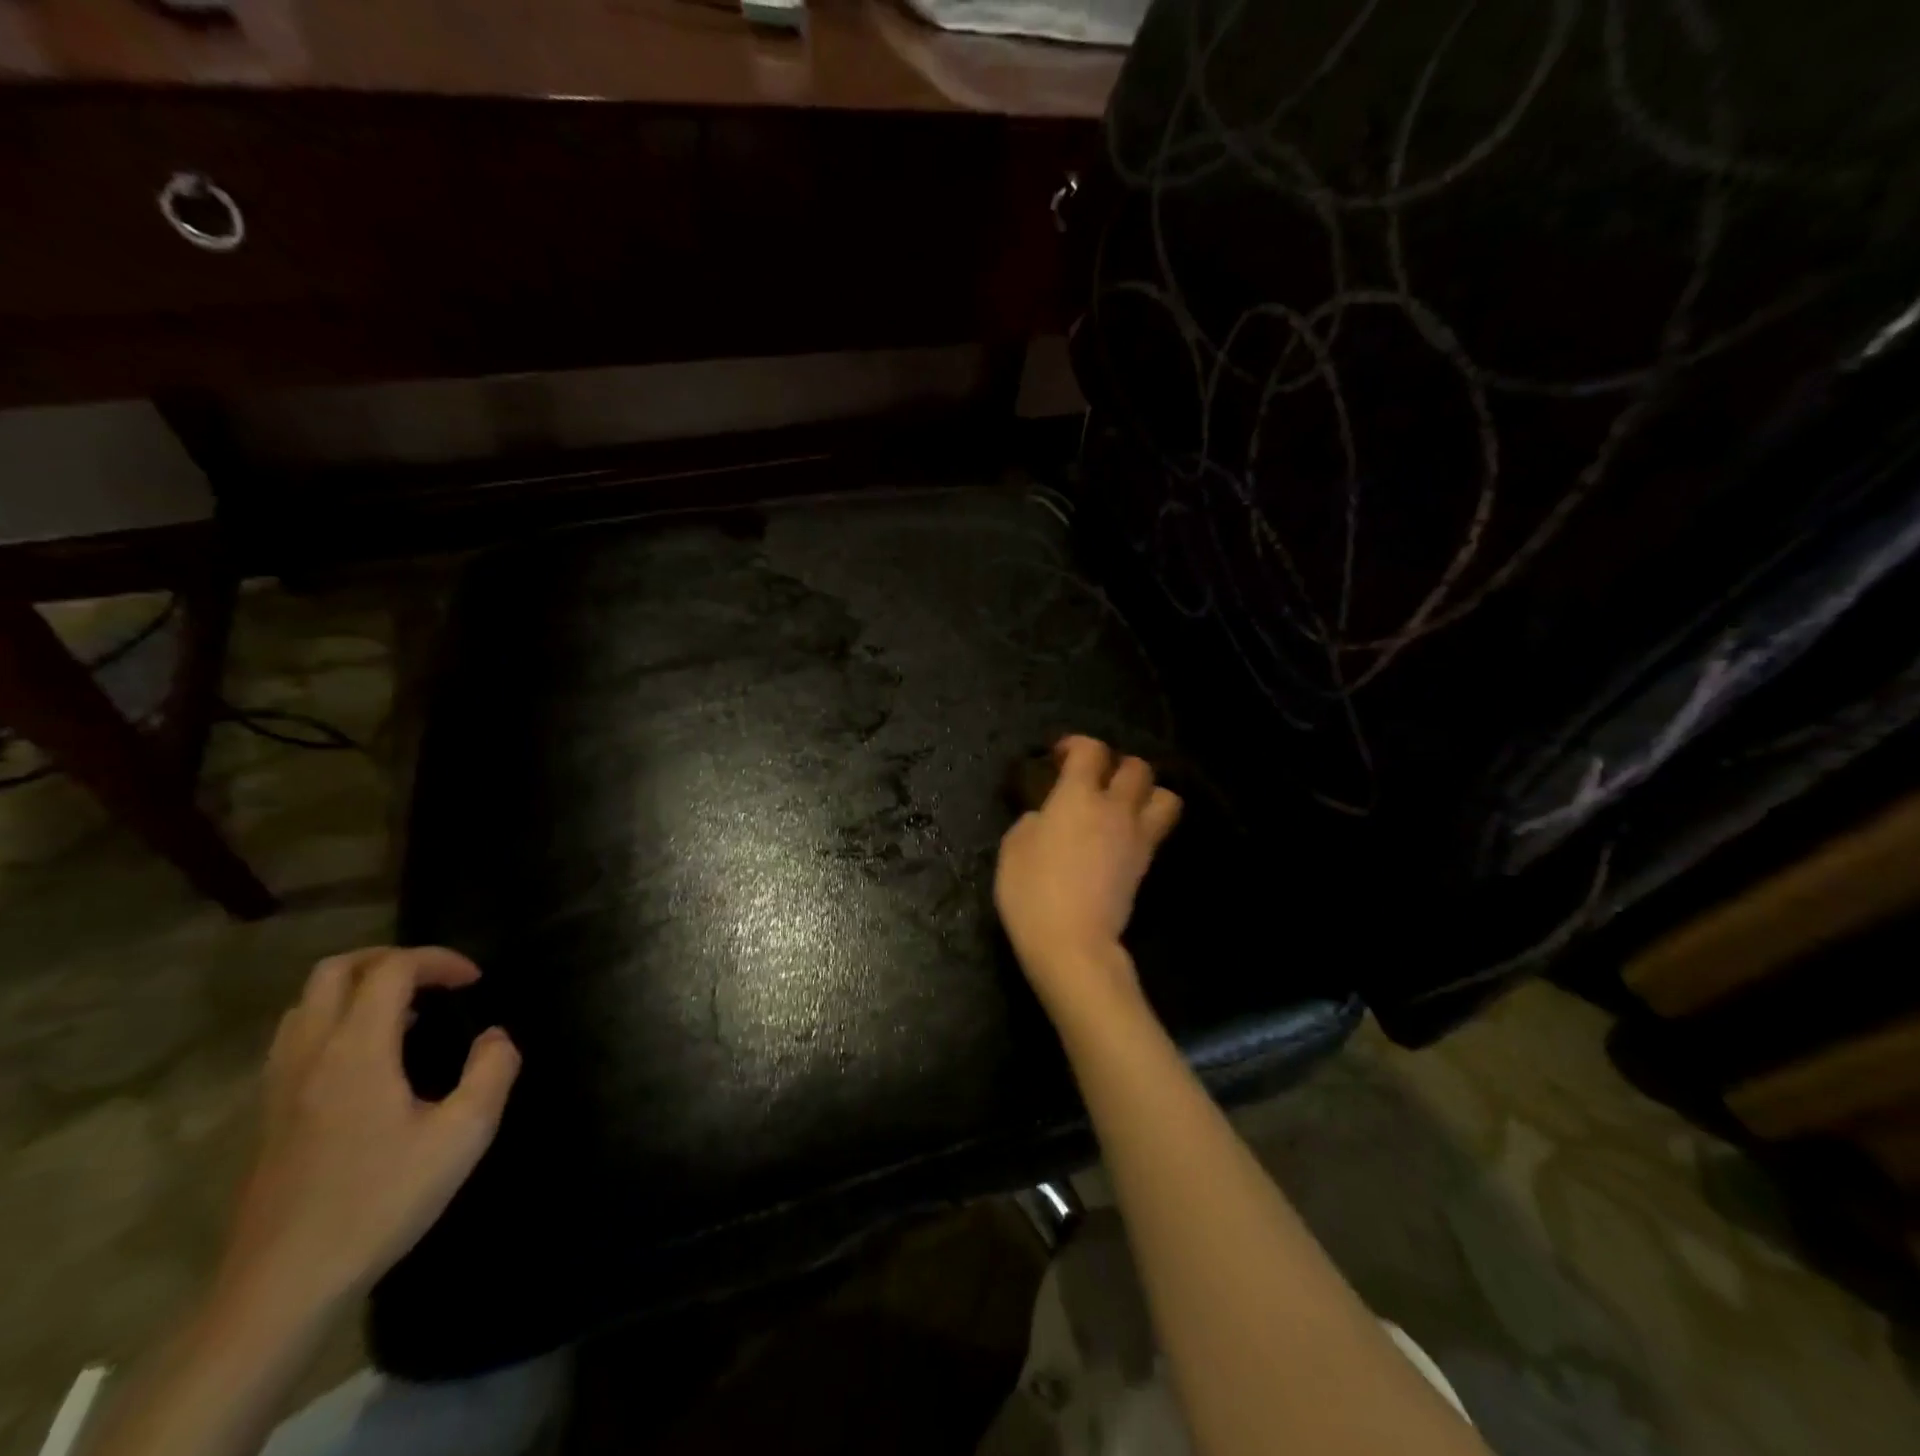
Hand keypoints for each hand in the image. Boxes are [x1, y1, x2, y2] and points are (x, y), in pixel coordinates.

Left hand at [214, 946, 520, 1323]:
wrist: (283, 1286)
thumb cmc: (380, 1202)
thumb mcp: (463, 1136)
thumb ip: (492, 1072)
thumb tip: (495, 1038)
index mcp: (356, 1051)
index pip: (391, 970)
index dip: (439, 961)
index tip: (474, 983)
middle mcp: (310, 1054)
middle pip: (335, 971)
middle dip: (391, 960)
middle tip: (435, 980)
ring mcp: (279, 1085)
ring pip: (306, 1003)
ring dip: (359, 989)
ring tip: (406, 1012)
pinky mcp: (268, 1114)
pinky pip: (296, 1038)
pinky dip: (336, 1020)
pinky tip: (371, 1057)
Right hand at [995, 735, 1181, 1022]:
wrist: (1072, 943)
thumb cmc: (1031, 892)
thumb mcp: (1013, 848)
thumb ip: (1033, 820)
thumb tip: (1047, 816)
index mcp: (1078, 796)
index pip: (1090, 750)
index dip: (1076, 745)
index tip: (1060, 757)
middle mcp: (1115, 808)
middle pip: (1137, 767)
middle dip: (1118, 764)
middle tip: (1096, 779)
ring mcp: (1137, 837)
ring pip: (1164, 795)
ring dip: (1147, 791)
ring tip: (1125, 803)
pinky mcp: (1145, 864)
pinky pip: (1158, 829)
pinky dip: (1147, 822)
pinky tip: (1123, 835)